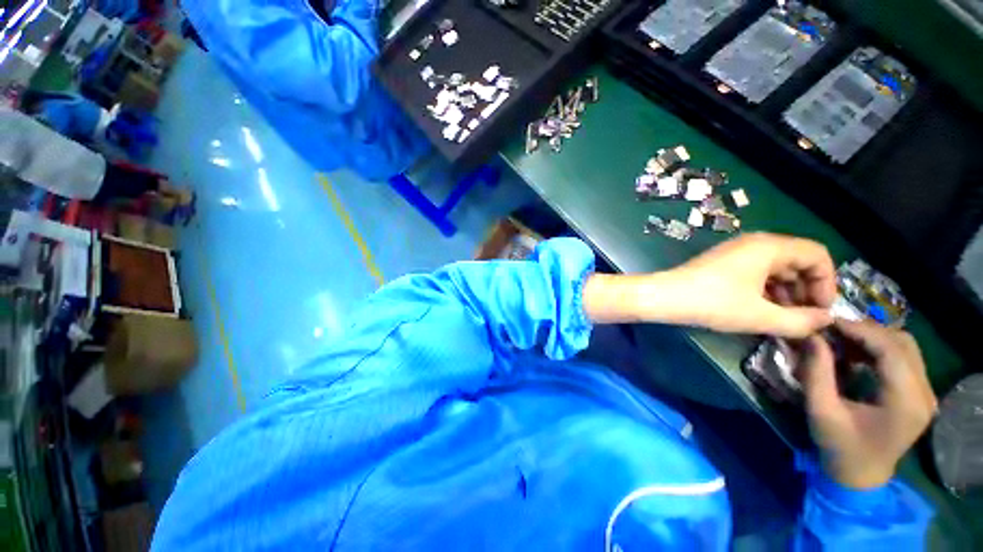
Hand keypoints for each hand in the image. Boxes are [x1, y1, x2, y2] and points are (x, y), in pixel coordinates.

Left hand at [662, 233, 836, 336]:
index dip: (827, 283)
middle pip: (797, 261)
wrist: (664, 297)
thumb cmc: (713, 303)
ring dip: (787, 293)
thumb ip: (801, 321)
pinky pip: (757, 273)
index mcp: (769, 246)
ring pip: (776, 269)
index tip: (822, 311)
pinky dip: (767, 290)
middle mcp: (755, 243)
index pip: (817, 255)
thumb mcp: (761, 316)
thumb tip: (826, 320)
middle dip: (806, 291)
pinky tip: (764, 311)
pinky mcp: (723, 262)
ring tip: (786, 320)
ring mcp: (737, 252)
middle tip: (805, 319)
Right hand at [799, 320, 937, 488]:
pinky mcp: (920, 394)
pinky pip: (905, 358)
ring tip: (844, 341)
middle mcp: (924, 394)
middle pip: (903, 343)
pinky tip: (858, 355)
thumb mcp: (820, 410)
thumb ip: (816, 372)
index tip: (829, 322)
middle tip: (834, 331)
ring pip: (906, 347)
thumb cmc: (839, 446)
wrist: (861, 475)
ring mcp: (926, 393)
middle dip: (867, 331)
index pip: (891, 350)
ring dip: (874, 338)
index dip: (861, 330)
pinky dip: (880, 349)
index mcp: (905, 402)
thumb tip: (812, 337)